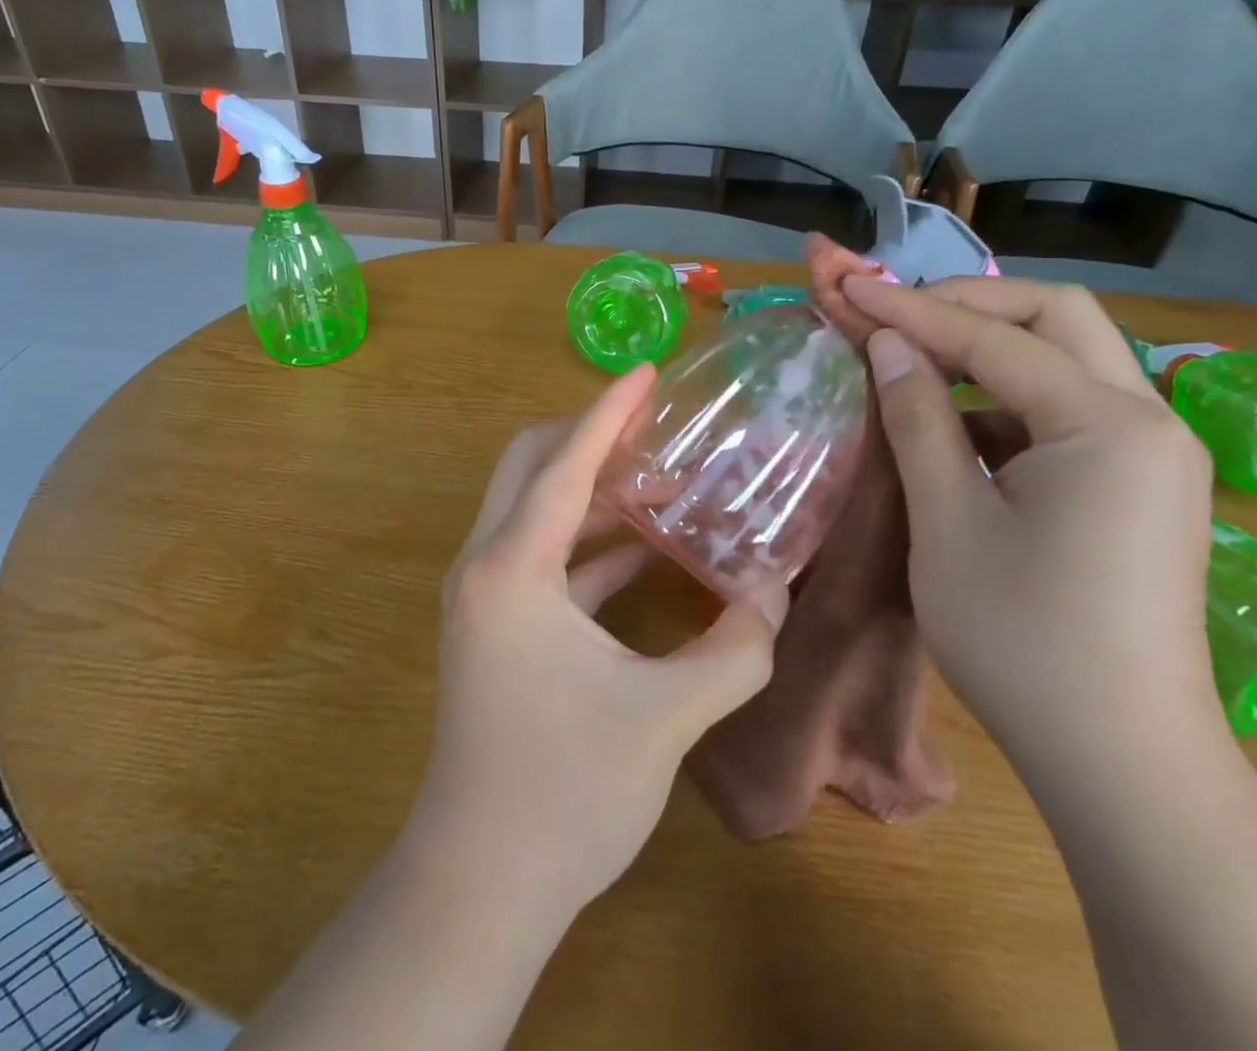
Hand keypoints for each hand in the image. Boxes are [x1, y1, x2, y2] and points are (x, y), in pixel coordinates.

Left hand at [405, 364, 791, 919]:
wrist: (479, 883)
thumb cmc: (565, 791)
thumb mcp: (666, 717)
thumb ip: (735, 649)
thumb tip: (776, 591)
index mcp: (513, 568)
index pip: (564, 464)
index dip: (608, 413)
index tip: (646, 373)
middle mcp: (485, 565)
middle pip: (530, 466)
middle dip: (590, 438)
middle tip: (656, 427)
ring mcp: (484, 596)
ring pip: (533, 510)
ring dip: (592, 490)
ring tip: (663, 481)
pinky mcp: (495, 625)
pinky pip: (542, 557)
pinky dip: (589, 541)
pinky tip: (646, 549)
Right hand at [838, 274, 1221, 766]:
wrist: (1120, 761)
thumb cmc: (1021, 638)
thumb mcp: (948, 519)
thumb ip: (917, 417)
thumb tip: (887, 343)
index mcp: (1105, 424)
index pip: (994, 337)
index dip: (910, 309)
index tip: (847, 287)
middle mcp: (1146, 420)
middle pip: (1056, 317)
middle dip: (967, 304)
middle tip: (893, 314)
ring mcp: (1150, 454)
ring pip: (1066, 359)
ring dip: (987, 348)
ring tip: (912, 359)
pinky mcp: (1138, 485)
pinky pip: (1067, 409)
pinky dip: (1005, 398)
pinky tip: (954, 424)